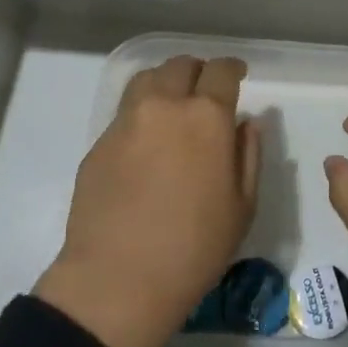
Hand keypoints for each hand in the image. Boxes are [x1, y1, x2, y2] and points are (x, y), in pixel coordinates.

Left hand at [35, 56, 259, 346]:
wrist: (117, 280)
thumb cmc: (194, 248)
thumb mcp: (242, 206)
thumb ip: (248, 154)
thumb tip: (246, 123)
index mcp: (206, 116)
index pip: (221, 71)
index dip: (232, 68)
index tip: (238, 76)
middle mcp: (164, 106)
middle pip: (181, 66)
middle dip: (198, 72)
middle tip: (205, 92)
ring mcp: (126, 121)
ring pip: (147, 79)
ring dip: (166, 83)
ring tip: (173, 104)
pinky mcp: (99, 143)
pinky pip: (125, 111)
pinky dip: (142, 112)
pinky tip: (147, 141)